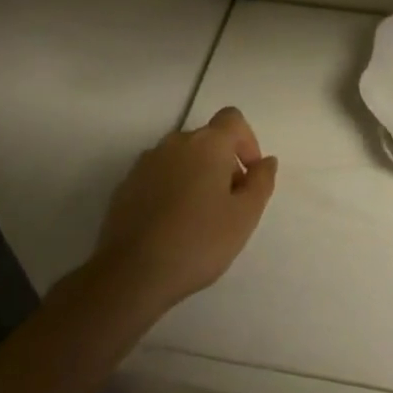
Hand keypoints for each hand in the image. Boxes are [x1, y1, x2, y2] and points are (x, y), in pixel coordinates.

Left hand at [91, 106, 277, 311]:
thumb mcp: (245, 216)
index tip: (249, 176)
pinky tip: (171, 224)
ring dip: (196, 175)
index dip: (247, 142)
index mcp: (208, 143)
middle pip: (207, 139)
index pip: (233, 119)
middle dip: (223, 163)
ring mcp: (146, 162)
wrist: (131, 273)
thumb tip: (266, 161)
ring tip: (199, 217)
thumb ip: (261, 182)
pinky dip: (170, 189)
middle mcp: (175, 143)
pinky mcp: (126, 185)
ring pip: (181, 158)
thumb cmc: (198, 241)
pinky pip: (158, 176)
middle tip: (228, 204)